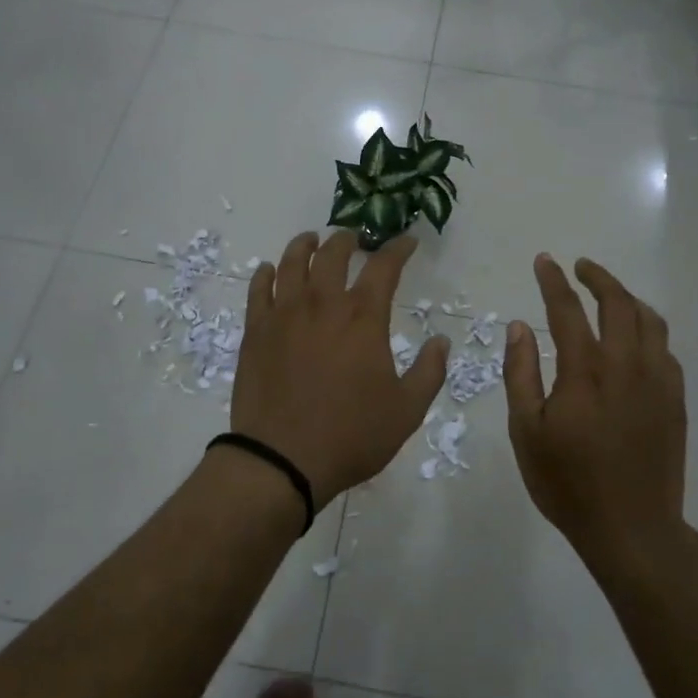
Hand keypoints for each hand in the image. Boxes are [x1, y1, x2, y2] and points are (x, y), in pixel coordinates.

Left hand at [232, 230, 448, 507]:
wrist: (282, 460)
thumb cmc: (351, 436)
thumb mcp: (407, 410)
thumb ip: (429, 372)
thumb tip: (442, 341)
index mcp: (363, 318)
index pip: (384, 267)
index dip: (399, 249)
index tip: (408, 242)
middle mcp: (322, 304)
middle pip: (333, 254)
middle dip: (348, 240)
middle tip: (355, 238)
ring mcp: (284, 315)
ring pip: (292, 263)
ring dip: (305, 245)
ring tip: (312, 240)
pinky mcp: (255, 331)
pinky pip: (258, 290)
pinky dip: (266, 274)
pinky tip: (269, 270)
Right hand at [503, 254, 686, 563]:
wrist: (632, 528)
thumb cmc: (568, 483)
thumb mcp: (526, 431)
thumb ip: (520, 373)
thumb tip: (519, 326)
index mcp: (585, 371)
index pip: (568, 310)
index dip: (554, 281)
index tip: (545, 261)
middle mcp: (626, 365)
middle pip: (618, 303)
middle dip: (598, 278)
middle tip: (580, 267)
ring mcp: (657, 381)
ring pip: (650, 320)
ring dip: (628, 298)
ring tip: (609, 295)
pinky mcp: (675, 399)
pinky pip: (665, 348)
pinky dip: (648, 330)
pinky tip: (636, 339)